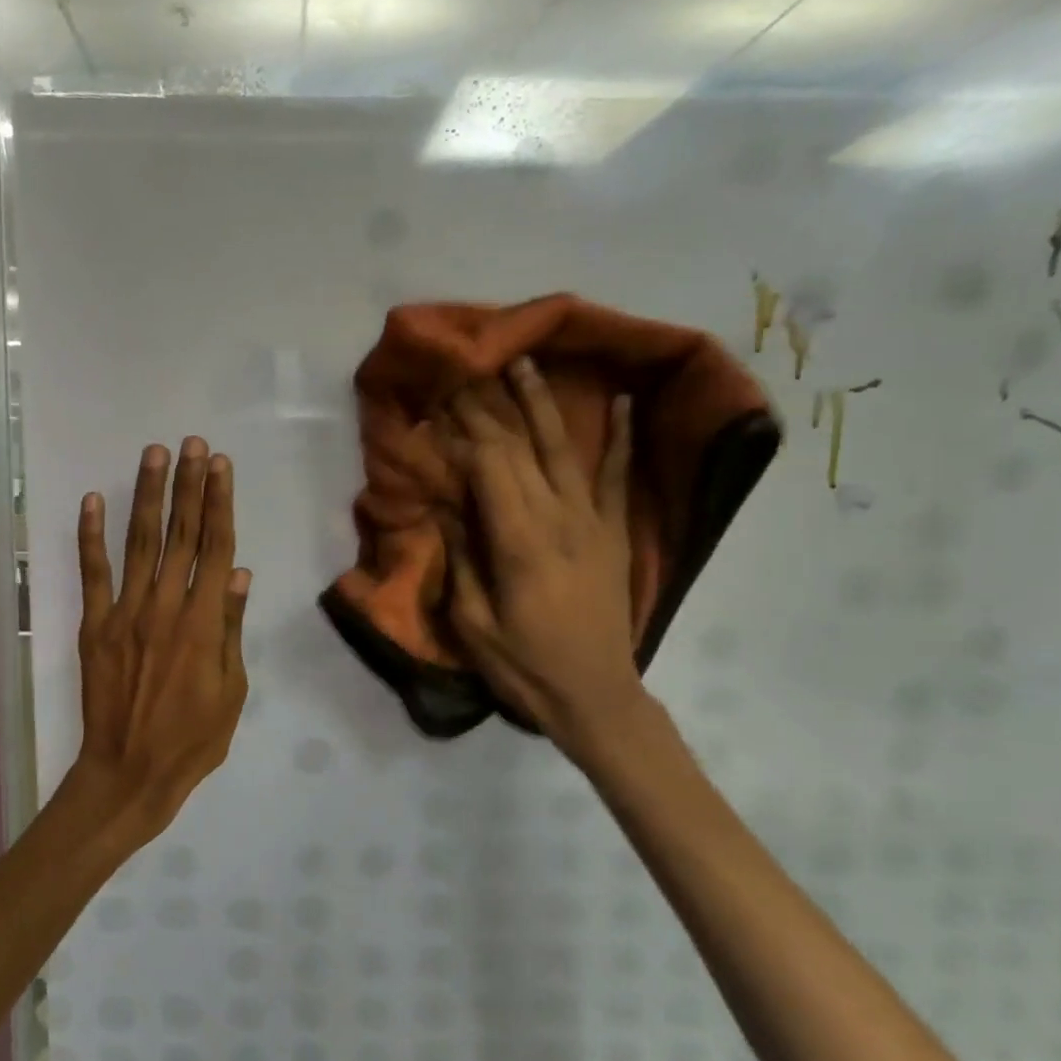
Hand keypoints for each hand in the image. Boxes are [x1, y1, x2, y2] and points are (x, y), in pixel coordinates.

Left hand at [72, 437, 250, 843]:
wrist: (129, 773)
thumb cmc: (193, 739)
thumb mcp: (232, 691)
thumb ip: (232, 629)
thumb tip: (239, 574)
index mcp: (204, 623)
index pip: (215, 549)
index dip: (219, 504)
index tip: (221, 466)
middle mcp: (165, 606)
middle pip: (181, 535)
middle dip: (189, 485)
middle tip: (194, 444)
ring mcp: (125, 613)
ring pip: (139, 543)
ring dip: (148, 496)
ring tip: (155, 454)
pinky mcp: (95, 626)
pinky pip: (92, 574)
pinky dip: (90, 536)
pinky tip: (92, 500)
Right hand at [442, 359, 646, 757]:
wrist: (596, 696)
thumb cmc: (525, 667)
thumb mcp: (474, 625)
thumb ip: (462, 560)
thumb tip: (446, 508)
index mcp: (520, 542)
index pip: (489, 467)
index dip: (462, 432)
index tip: (439, 404)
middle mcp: (559, 518)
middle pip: (520, 449)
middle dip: (490, 408)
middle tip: (468, 371)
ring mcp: (593, 522)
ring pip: (564, 449)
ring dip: (543, 404)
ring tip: (525, 364)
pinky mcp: (615, 532)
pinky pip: (618, 477)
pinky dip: (621, 437)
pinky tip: (621, 401)